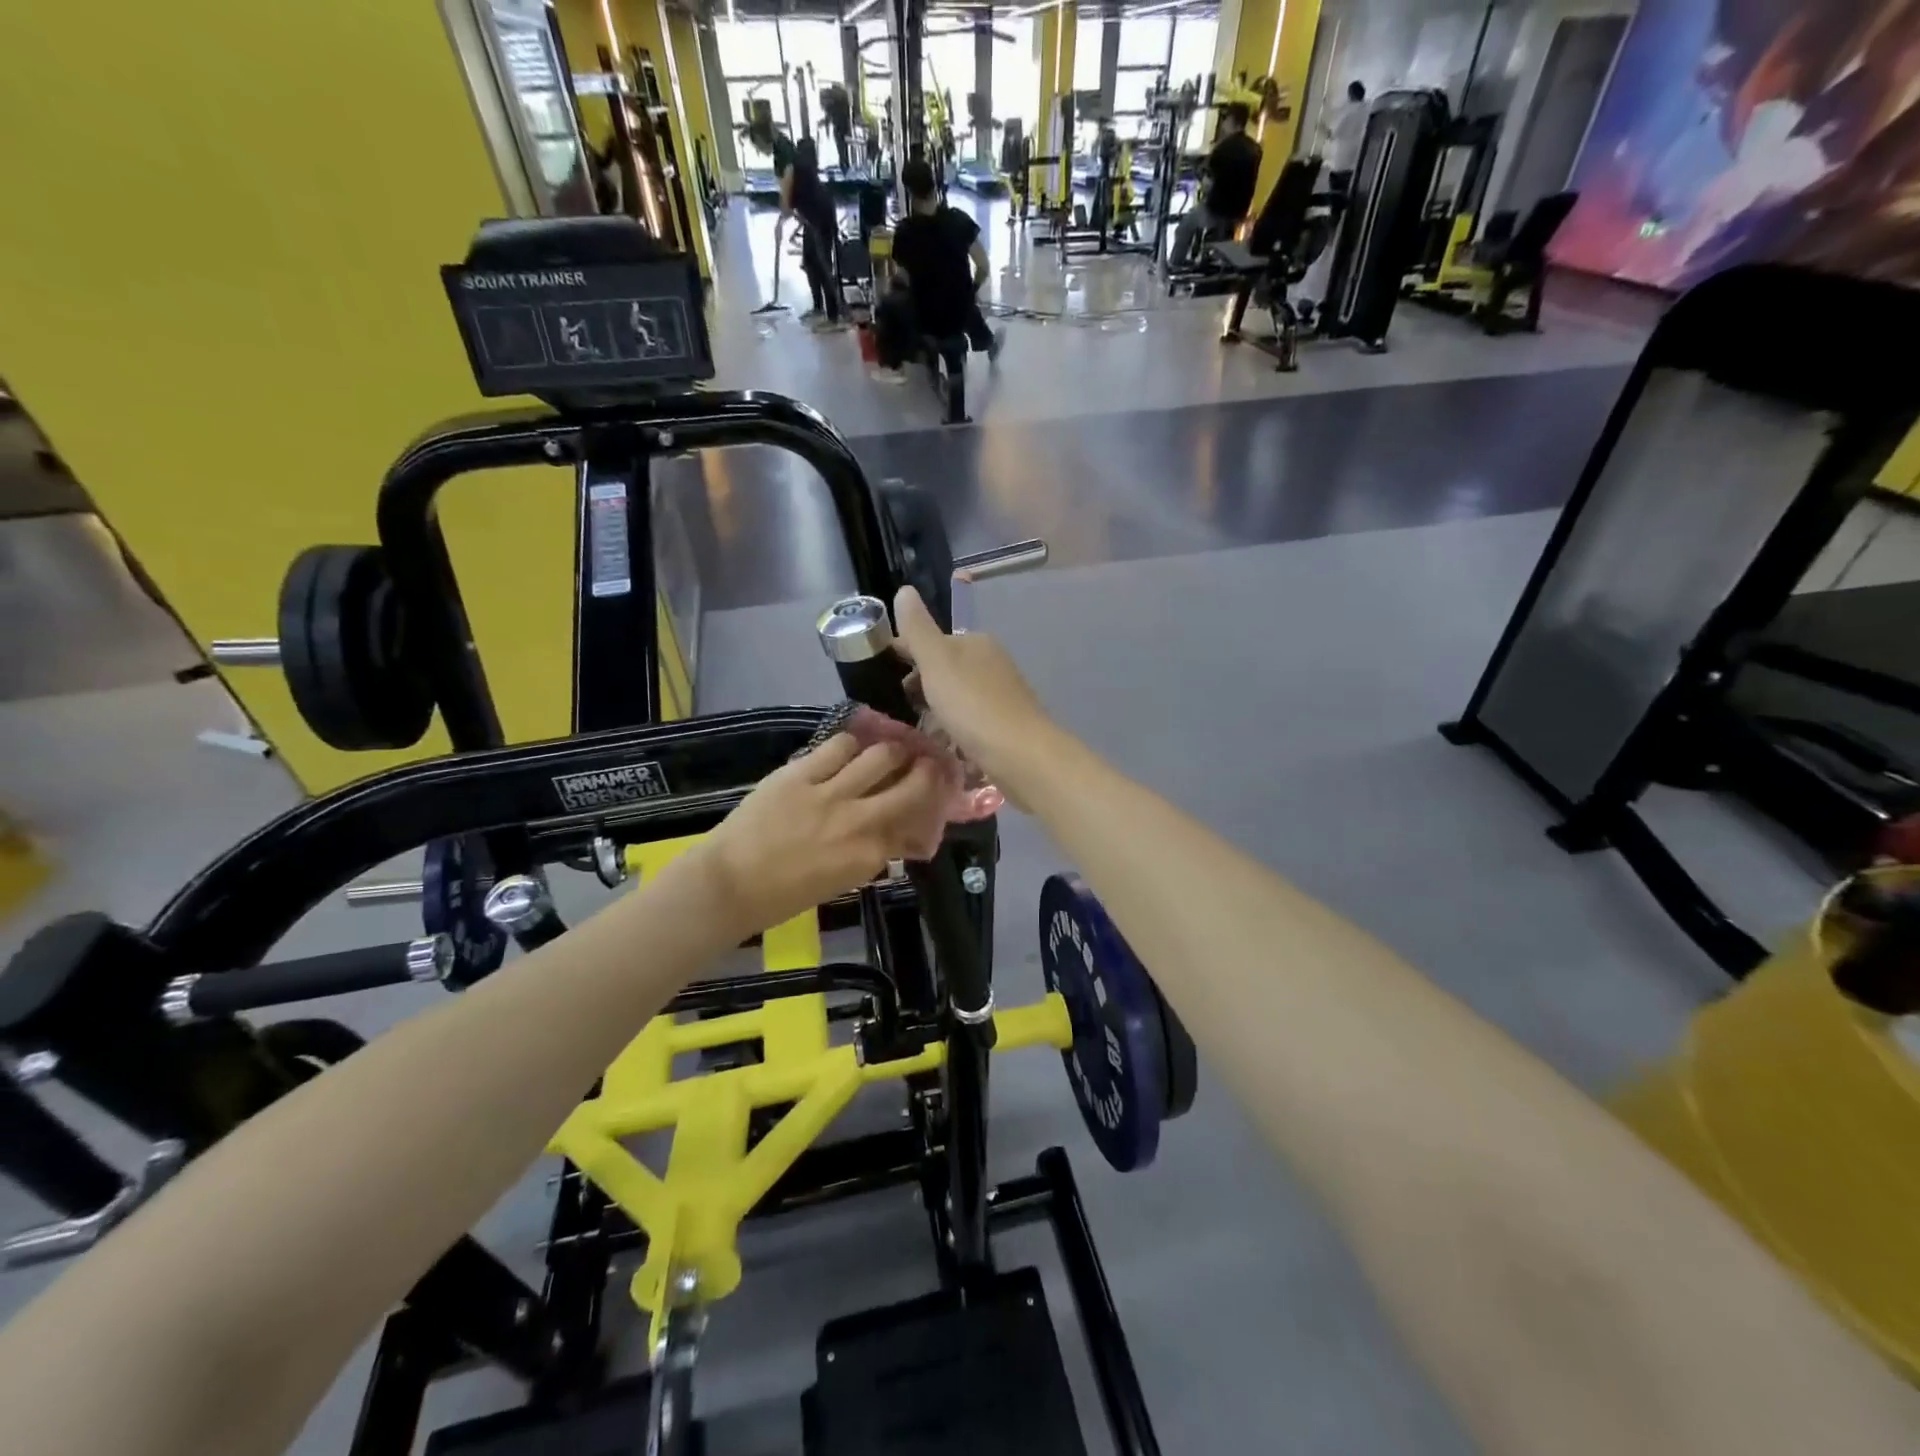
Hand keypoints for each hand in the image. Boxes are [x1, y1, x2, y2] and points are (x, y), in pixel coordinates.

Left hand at [696, 733, 948, 933]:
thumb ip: (876, 853)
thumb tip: (901, 832)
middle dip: (926, 769)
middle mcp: (859, 819)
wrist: (730, 883)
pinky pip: (838, 746)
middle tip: (927, 762)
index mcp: (870, 854)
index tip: (936, 792)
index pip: (916, 820)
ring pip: (880, 755)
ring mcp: (829, 792)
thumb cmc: (786, 894)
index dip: (931, 803)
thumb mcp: (843, 880)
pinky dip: (850, 745)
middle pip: (911, 783)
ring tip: (890, 750)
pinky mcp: (801, 772)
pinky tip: (849, 749)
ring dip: (892, 750)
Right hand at [891, 586, 1059, 803]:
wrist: (1022, 755)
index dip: (902, 656)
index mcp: (975, 642)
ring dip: (935, 711)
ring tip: (914, 732)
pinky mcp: (1005, 725)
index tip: (878, 680)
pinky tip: (942, 746)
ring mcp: (1000, 695)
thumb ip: (917, 629)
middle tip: (896, 711)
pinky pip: (969, 722)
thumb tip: (904, 589)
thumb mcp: (937, 662)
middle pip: (943, 670)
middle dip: (919, 687)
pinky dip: (953, 730)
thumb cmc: (974, 706)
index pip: (929, 641)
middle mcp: (991, 663)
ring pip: (955, 697)